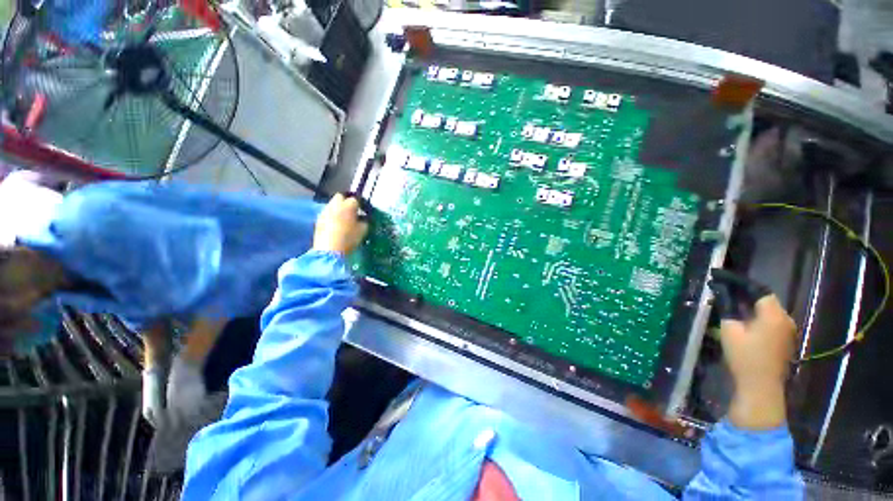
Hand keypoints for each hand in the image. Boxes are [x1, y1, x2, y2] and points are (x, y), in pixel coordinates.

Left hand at [313, 194, 368, 255]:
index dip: (359, 206)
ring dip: (337, 209)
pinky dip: (331, 216)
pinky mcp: (318, 219)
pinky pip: (327, 213)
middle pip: (340, 197)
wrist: (329, 250)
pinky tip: (334, 226)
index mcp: (348, 205)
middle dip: (345, 202)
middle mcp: (335, 205)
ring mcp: (325, 211)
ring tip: (342, 220)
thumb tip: (363, 219)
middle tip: (351, 212)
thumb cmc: (349, 239)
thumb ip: (364, 222)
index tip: (361, 213)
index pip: (355, 200)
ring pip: (332, 205)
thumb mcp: (363, 231)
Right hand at [721, 294, 796, 429]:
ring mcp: (788, 331)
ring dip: (752, 307)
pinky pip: (772, 322)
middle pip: (766, 300)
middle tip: (724, 292)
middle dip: (745, 295)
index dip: (740, 283)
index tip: (720, 278)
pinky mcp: (786, 341)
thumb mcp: (729, 330)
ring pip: (769, 311)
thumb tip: (722, 294)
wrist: (761, 387)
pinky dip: (758, 317)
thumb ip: (727, 309)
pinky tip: (745, 322)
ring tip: (732, 306)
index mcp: (773, 314)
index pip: (759, 290)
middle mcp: (786, 319)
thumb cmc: (745, 357)